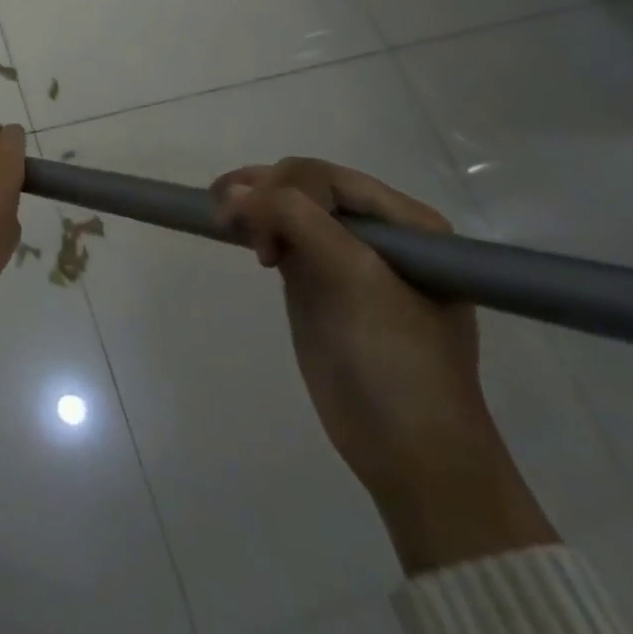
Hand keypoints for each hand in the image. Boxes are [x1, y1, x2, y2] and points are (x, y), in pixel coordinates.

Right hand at [216, 157, 556, 573]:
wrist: (409, 455)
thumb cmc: (397, 362)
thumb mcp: (355, 279)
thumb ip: (297, 220)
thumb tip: (233, 191)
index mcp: (407, 225)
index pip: (330, 178)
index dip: (286, 188)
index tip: (260, 231)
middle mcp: (378, 231)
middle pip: (305, 185)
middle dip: (266, 194)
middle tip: (234, 227)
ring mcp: (345, 255)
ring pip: (287, 205)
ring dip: (253, 204)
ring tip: (223, 220)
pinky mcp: (316, 279)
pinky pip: (280, 233)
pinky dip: (254, 225)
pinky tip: (237, 232)